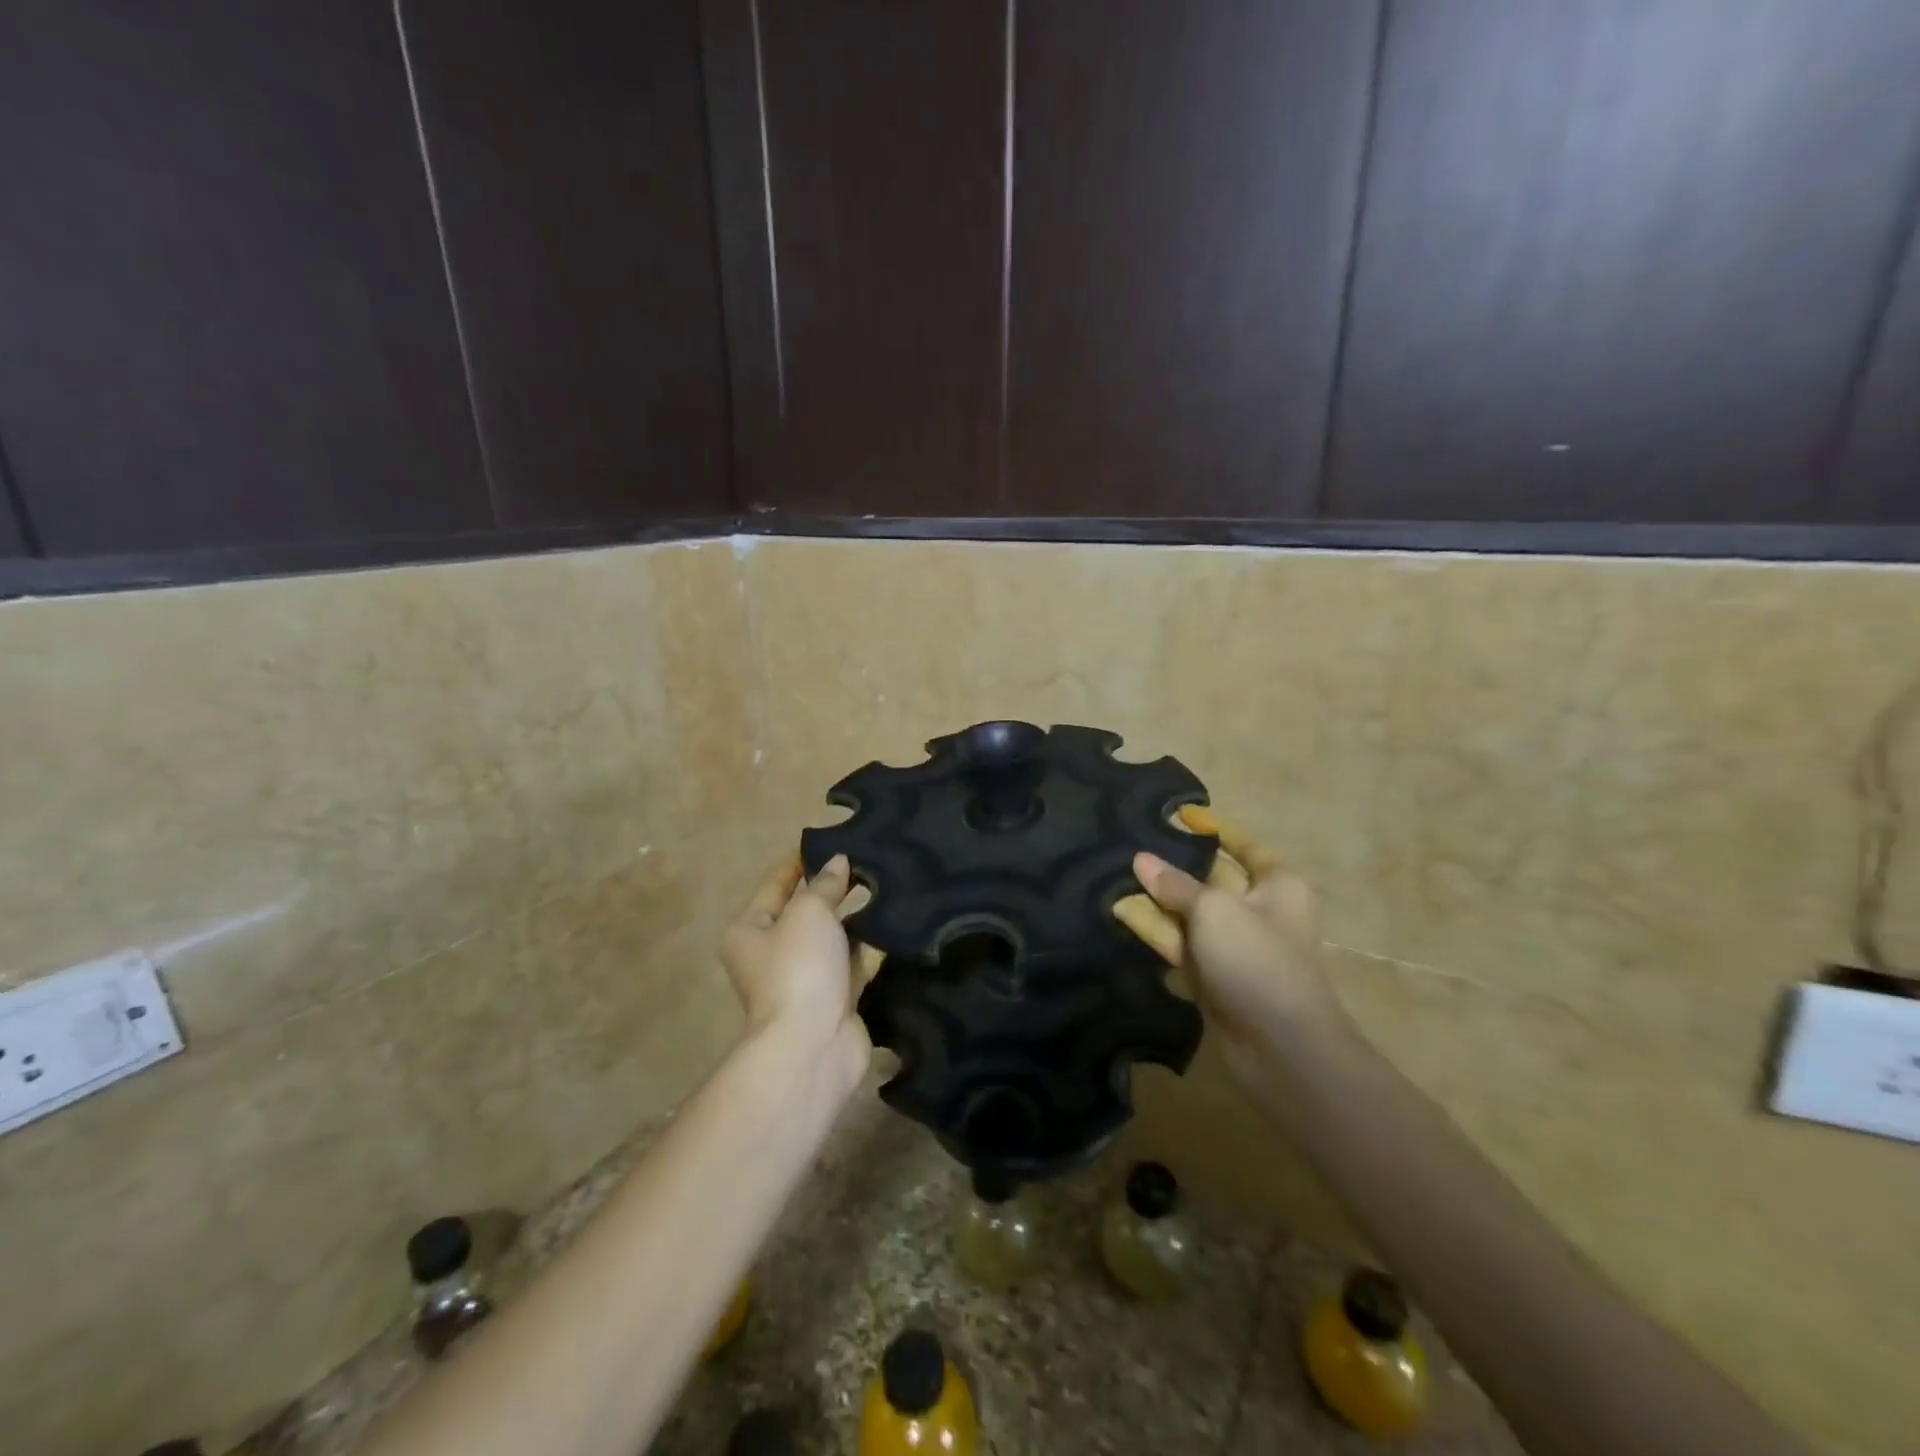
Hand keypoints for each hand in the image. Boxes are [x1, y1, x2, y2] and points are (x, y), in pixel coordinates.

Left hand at [722, 854, 872, 1082]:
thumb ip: (825, 885)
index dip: (799, 863)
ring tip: (888, 883)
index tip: (828, 841)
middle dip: (833, 889)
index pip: (775, 886)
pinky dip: (872, 946)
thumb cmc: (798, 968)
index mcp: (750, 931)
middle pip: (806, 912)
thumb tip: (839, 863)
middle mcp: (774, 954)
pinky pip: (855, 962)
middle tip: (867, 860)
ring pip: (834, 938)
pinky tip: (896, 921)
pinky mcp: (836, 998)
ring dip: (856, 917)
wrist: (813, 1045)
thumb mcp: (808, 913)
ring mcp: (806, 978)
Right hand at [1114, 807, 1348, 1077]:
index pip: (1242, 845)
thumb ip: (1174, 884)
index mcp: (1275, 885)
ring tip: (1113, 878)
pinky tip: (1121, 915)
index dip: (1212, 828)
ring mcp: (1235, 947)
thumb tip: (1140, 860)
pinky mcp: (1215, 978)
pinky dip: (1157, 932)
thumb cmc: (1256, 959)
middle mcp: (1258, 910)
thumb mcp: (1212, 910)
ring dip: (1157, 901)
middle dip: (1172, 867)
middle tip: (1130, 847)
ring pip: (1190, 914)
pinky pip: (1182, 945)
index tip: (1179, 814)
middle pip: (1209, 879)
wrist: (1281, 1046)